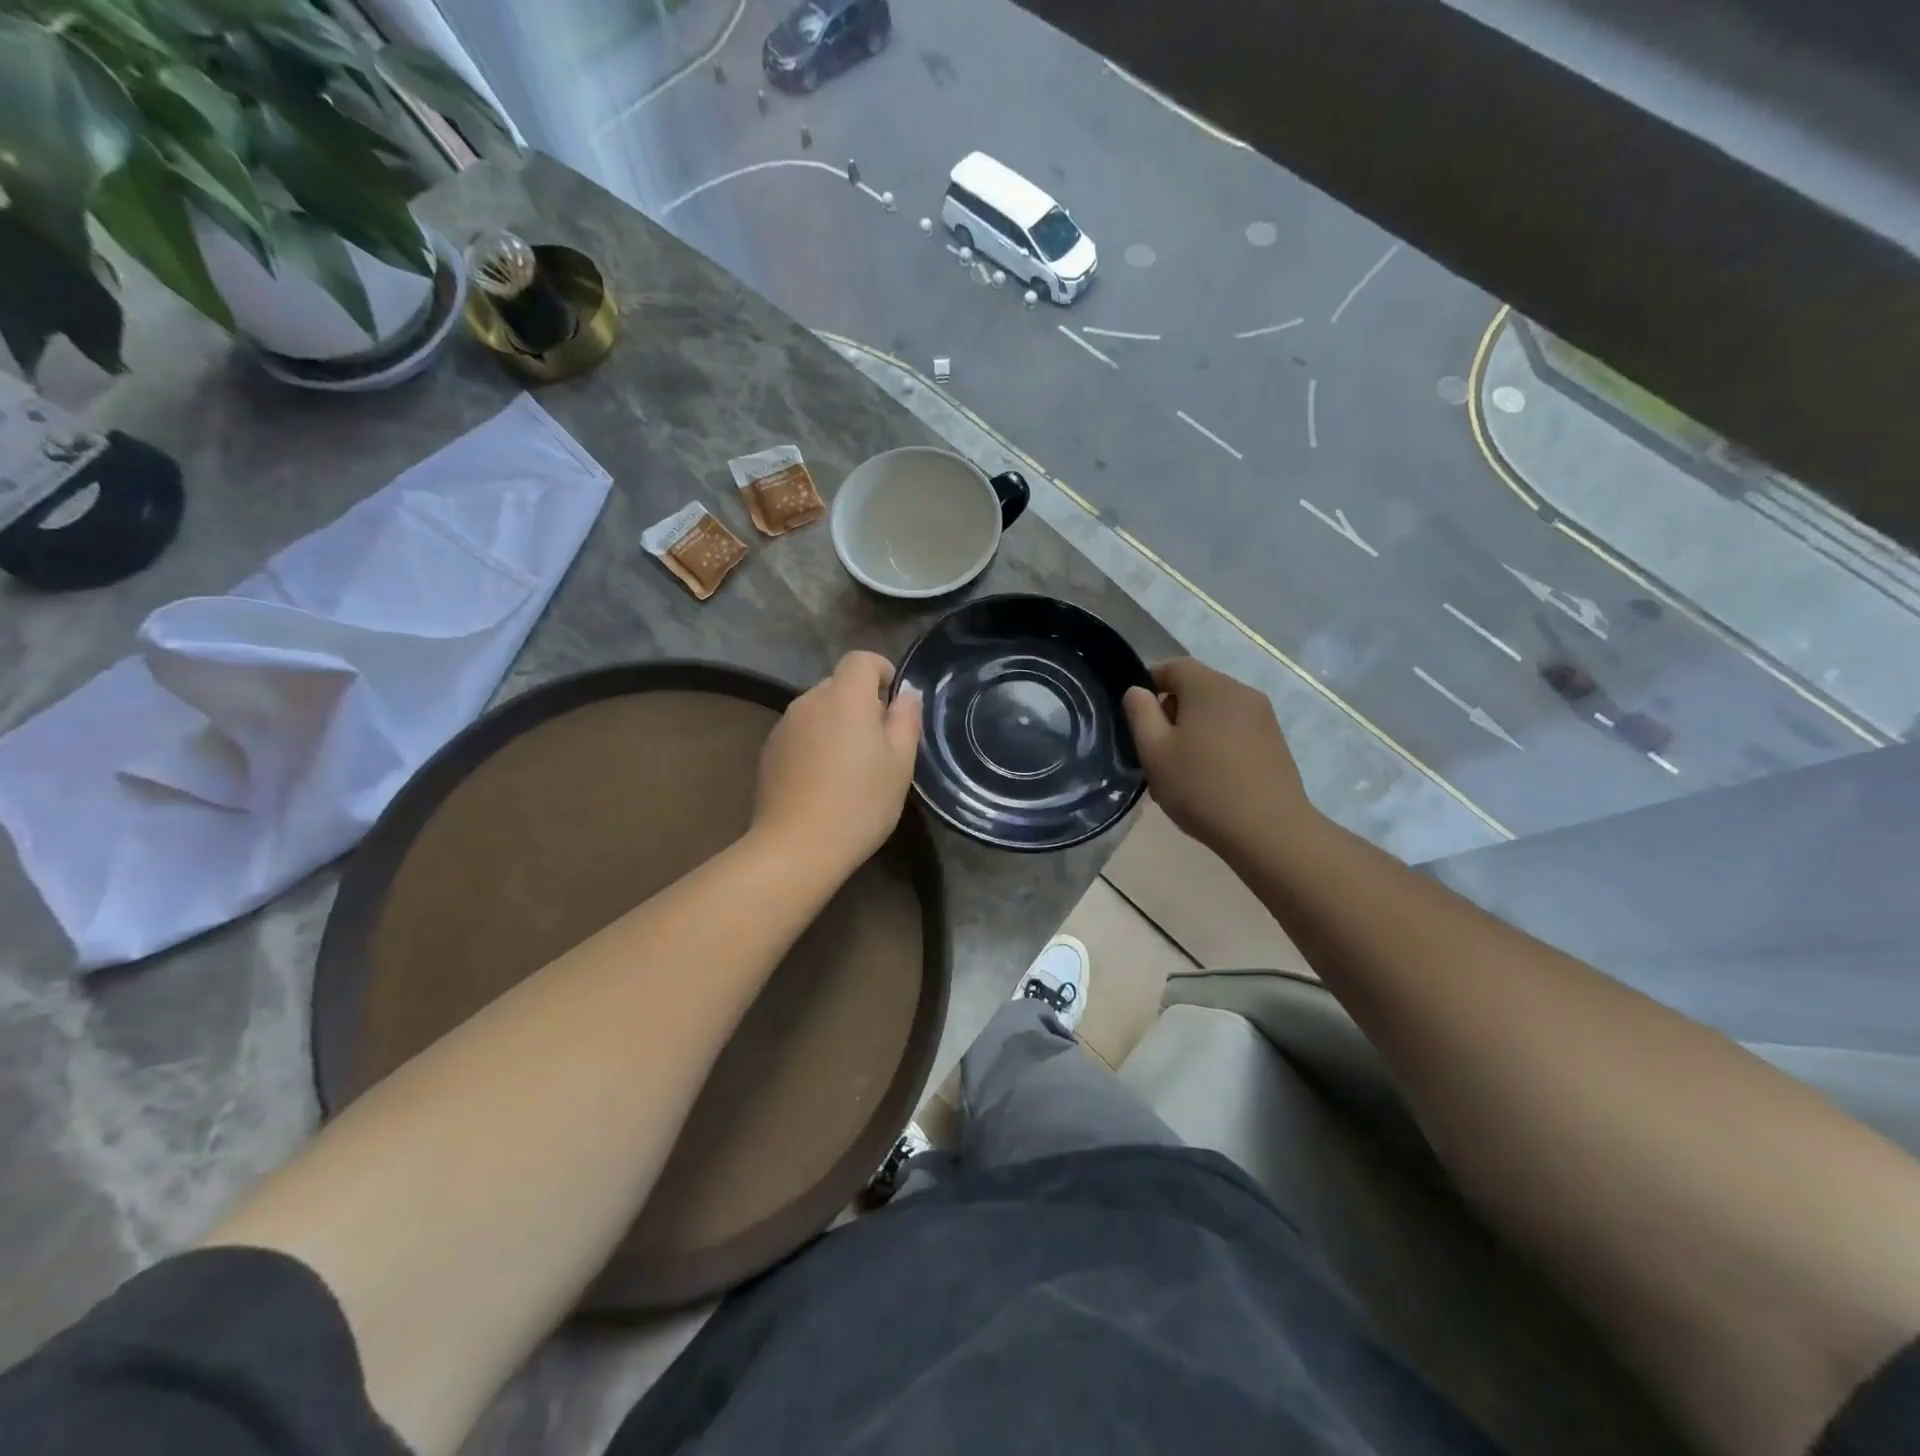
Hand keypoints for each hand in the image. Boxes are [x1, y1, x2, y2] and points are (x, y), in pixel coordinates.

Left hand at [754, 650, 922, 872]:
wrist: (797, 846)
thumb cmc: (860, 802)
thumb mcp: (900, 763)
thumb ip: (906, 720)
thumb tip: (906, 695)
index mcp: (845, 697)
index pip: (861, 660)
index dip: (882, 671)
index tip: (895, 702)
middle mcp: (810, 700)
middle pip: (839, 685)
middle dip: (861, 703)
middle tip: (879, 743)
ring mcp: (784, 726)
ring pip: (818, 711)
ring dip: (836, 724)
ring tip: (850, 766)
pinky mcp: (769, 751)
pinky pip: (800, 734)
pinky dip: (815, 744)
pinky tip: (823, 781)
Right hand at [1123, 658, 1315, 856]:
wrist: (1268, 830)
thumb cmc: (1201, 787)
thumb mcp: (1155, 752)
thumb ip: (1140, 714)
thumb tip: (1138, 691)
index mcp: (1209, 686)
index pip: (1174, 666)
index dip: (1150, 683)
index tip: (1137, 716)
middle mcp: (1240, 692)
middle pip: (1197, 687)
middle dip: (1173, 710)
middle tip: (1157, 749)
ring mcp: (1263, 717)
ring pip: (1216, 710)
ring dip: (1195, 729)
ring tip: (1183, 768)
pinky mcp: (1275, 741)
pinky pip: (1236, 729)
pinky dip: (1218, 742)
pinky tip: (1211, 778)